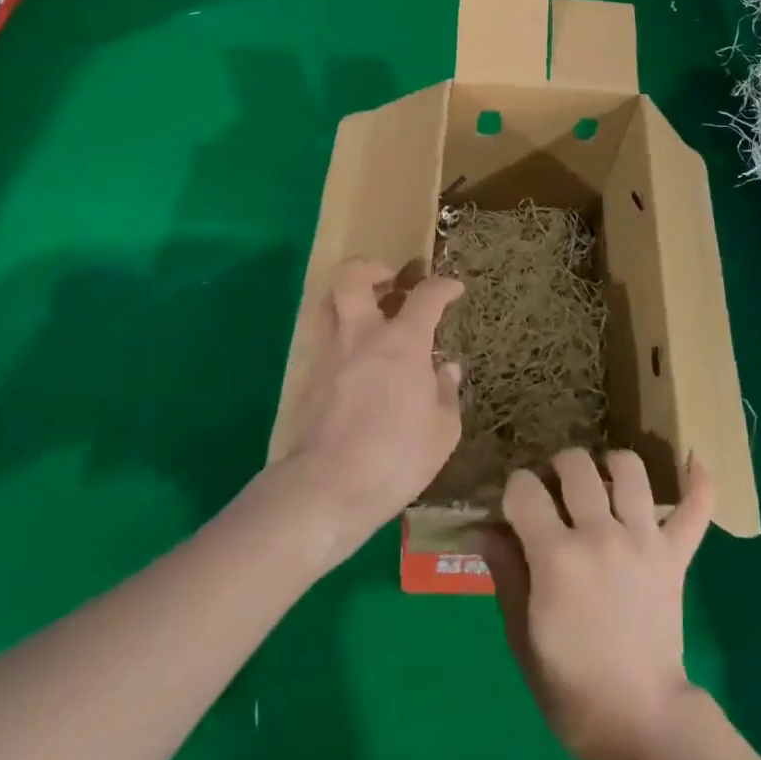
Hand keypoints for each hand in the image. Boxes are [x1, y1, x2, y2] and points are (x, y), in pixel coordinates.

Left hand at [274, 260, 463, 556]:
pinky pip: (323, 340)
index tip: (453, 289)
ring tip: (369, 315)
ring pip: (328, 303)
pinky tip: (356, 362)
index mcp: (402, 342)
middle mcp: (362, 336)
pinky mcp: (307, 380)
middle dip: (373, 269)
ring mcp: (329, 355)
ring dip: (349, 299)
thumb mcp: (441, 432)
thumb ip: (446, 394)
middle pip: (353, 277)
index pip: (426, 296)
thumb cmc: (394, 458)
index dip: (443, 286)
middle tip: (391, 284)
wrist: (324, 489)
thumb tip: (446, 369)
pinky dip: (340, 337)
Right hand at [475, 448, 715, 759]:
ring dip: (613, 465)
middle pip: (576, 465)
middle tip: (557, 492)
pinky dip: (698, 482)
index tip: (517, 508)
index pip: (524, 489)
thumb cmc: (570, 686)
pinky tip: (692, 461)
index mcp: (556, 558)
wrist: (638, 722)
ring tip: (605, 480)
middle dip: (559, 469)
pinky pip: (696, 508)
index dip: (515, 491)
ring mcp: (644, 540)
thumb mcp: (523, 636)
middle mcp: (600, 535)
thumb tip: (478, 529)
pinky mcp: (676, 555)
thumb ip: (505, 573)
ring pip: (630, 470)